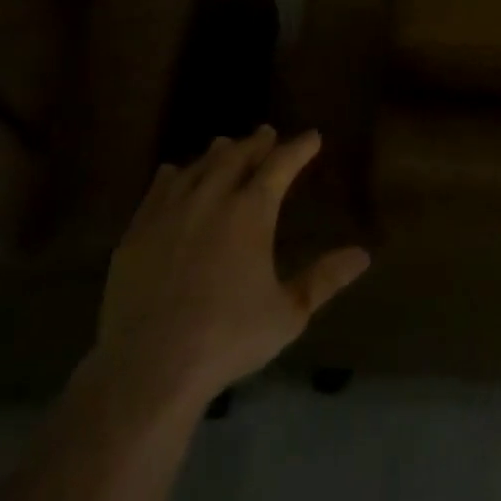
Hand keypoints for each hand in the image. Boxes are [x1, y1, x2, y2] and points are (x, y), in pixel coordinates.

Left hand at [92, 127, 368, 407]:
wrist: (149, 366)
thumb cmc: (228, 338)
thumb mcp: (289, 313)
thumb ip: (325, 279)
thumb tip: (363, 254)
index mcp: (251, 213)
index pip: (280, 165)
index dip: (298, 148)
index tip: (312, 137)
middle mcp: (210, 200)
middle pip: (236, 157)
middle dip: (256, 143)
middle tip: (267, 134)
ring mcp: (169, 214)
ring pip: (196, 168)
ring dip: (216, 154)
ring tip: (226, 145)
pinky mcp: (136, 234)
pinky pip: (157, 191)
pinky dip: (172, 176)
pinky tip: (173, 173)